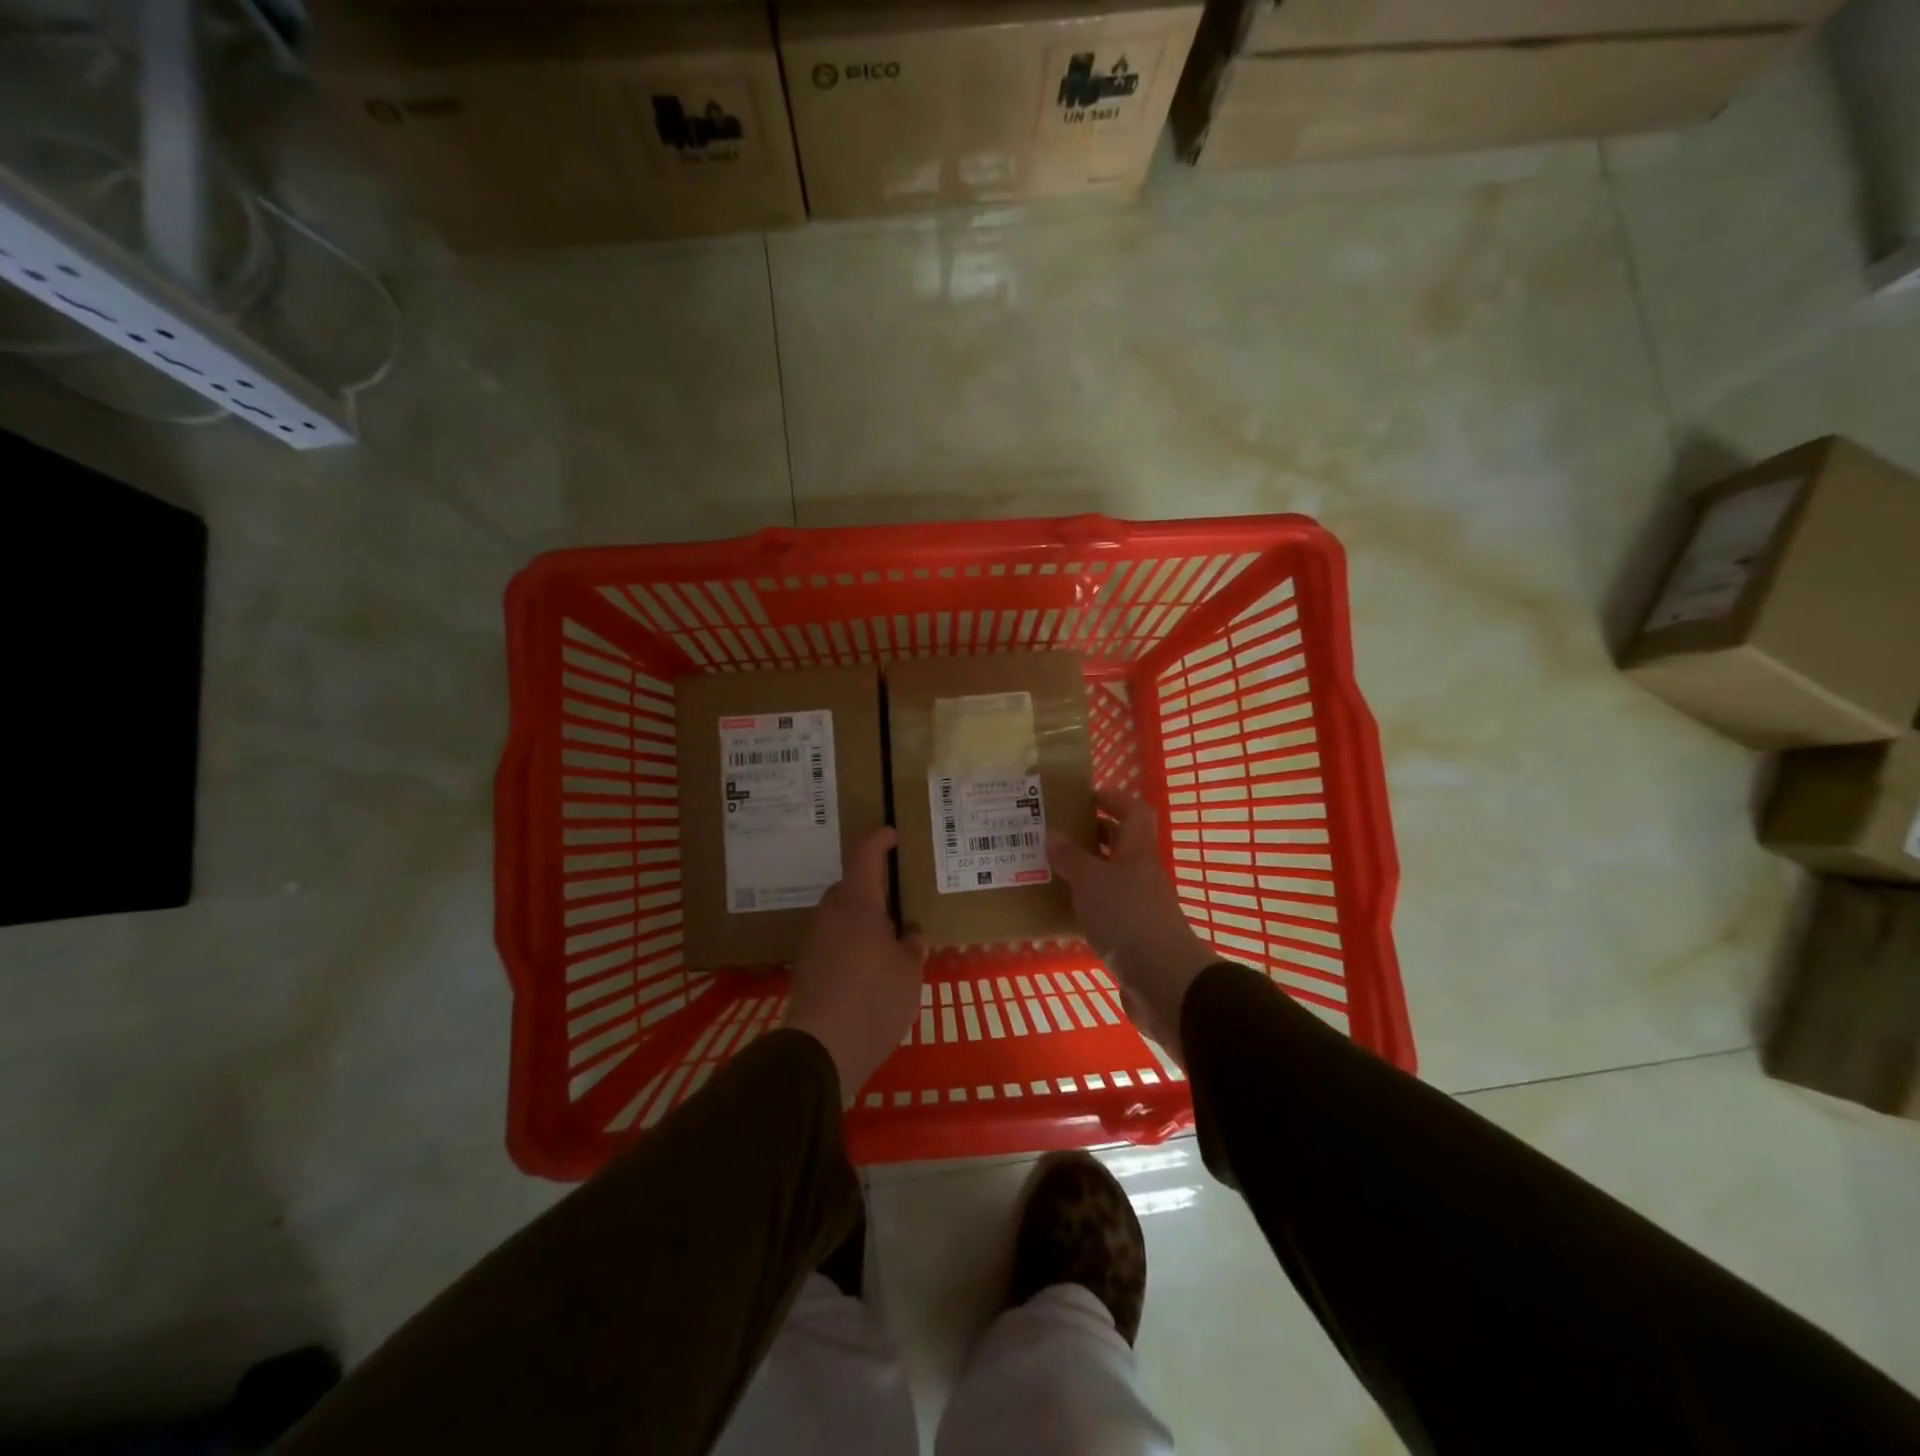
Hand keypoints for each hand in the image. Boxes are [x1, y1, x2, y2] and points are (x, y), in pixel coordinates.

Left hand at [784, 827, 928, 1101]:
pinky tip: (871, 967)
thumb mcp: (909, 971)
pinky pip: (834, 941)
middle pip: (852, 887)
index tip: (892, 834)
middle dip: (875, 887)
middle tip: (901, 899)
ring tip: (891, 937)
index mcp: (857, 903)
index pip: (865, 855)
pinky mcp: (807, 968)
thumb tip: (912, 935)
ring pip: (842, 916)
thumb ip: (913, 946)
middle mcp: (830, 913)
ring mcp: (814, 940)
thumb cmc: (874, 998)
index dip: (879, 840)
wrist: (821, 1049)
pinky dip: (852, 943)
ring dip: (864, 919)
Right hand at [1049, 791, 1216, 1063]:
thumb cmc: (1127, 917)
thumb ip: (1072, 857)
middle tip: (1057, 832)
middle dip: (1093, 834)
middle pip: (1121, 844)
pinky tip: (1062, 909)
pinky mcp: (1132, 934)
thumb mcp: (1091, 880)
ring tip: (1051, 867)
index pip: (1134, 812)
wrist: (1161, 980)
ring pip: (1111, 877)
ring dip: (1086, 870)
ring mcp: (1140, 905)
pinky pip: (1107, 908)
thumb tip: (1054, 833)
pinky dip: (1087, 903)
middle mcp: (1142, 873)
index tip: (1085, 796)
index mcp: (1138, 851)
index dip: (1114, 799)